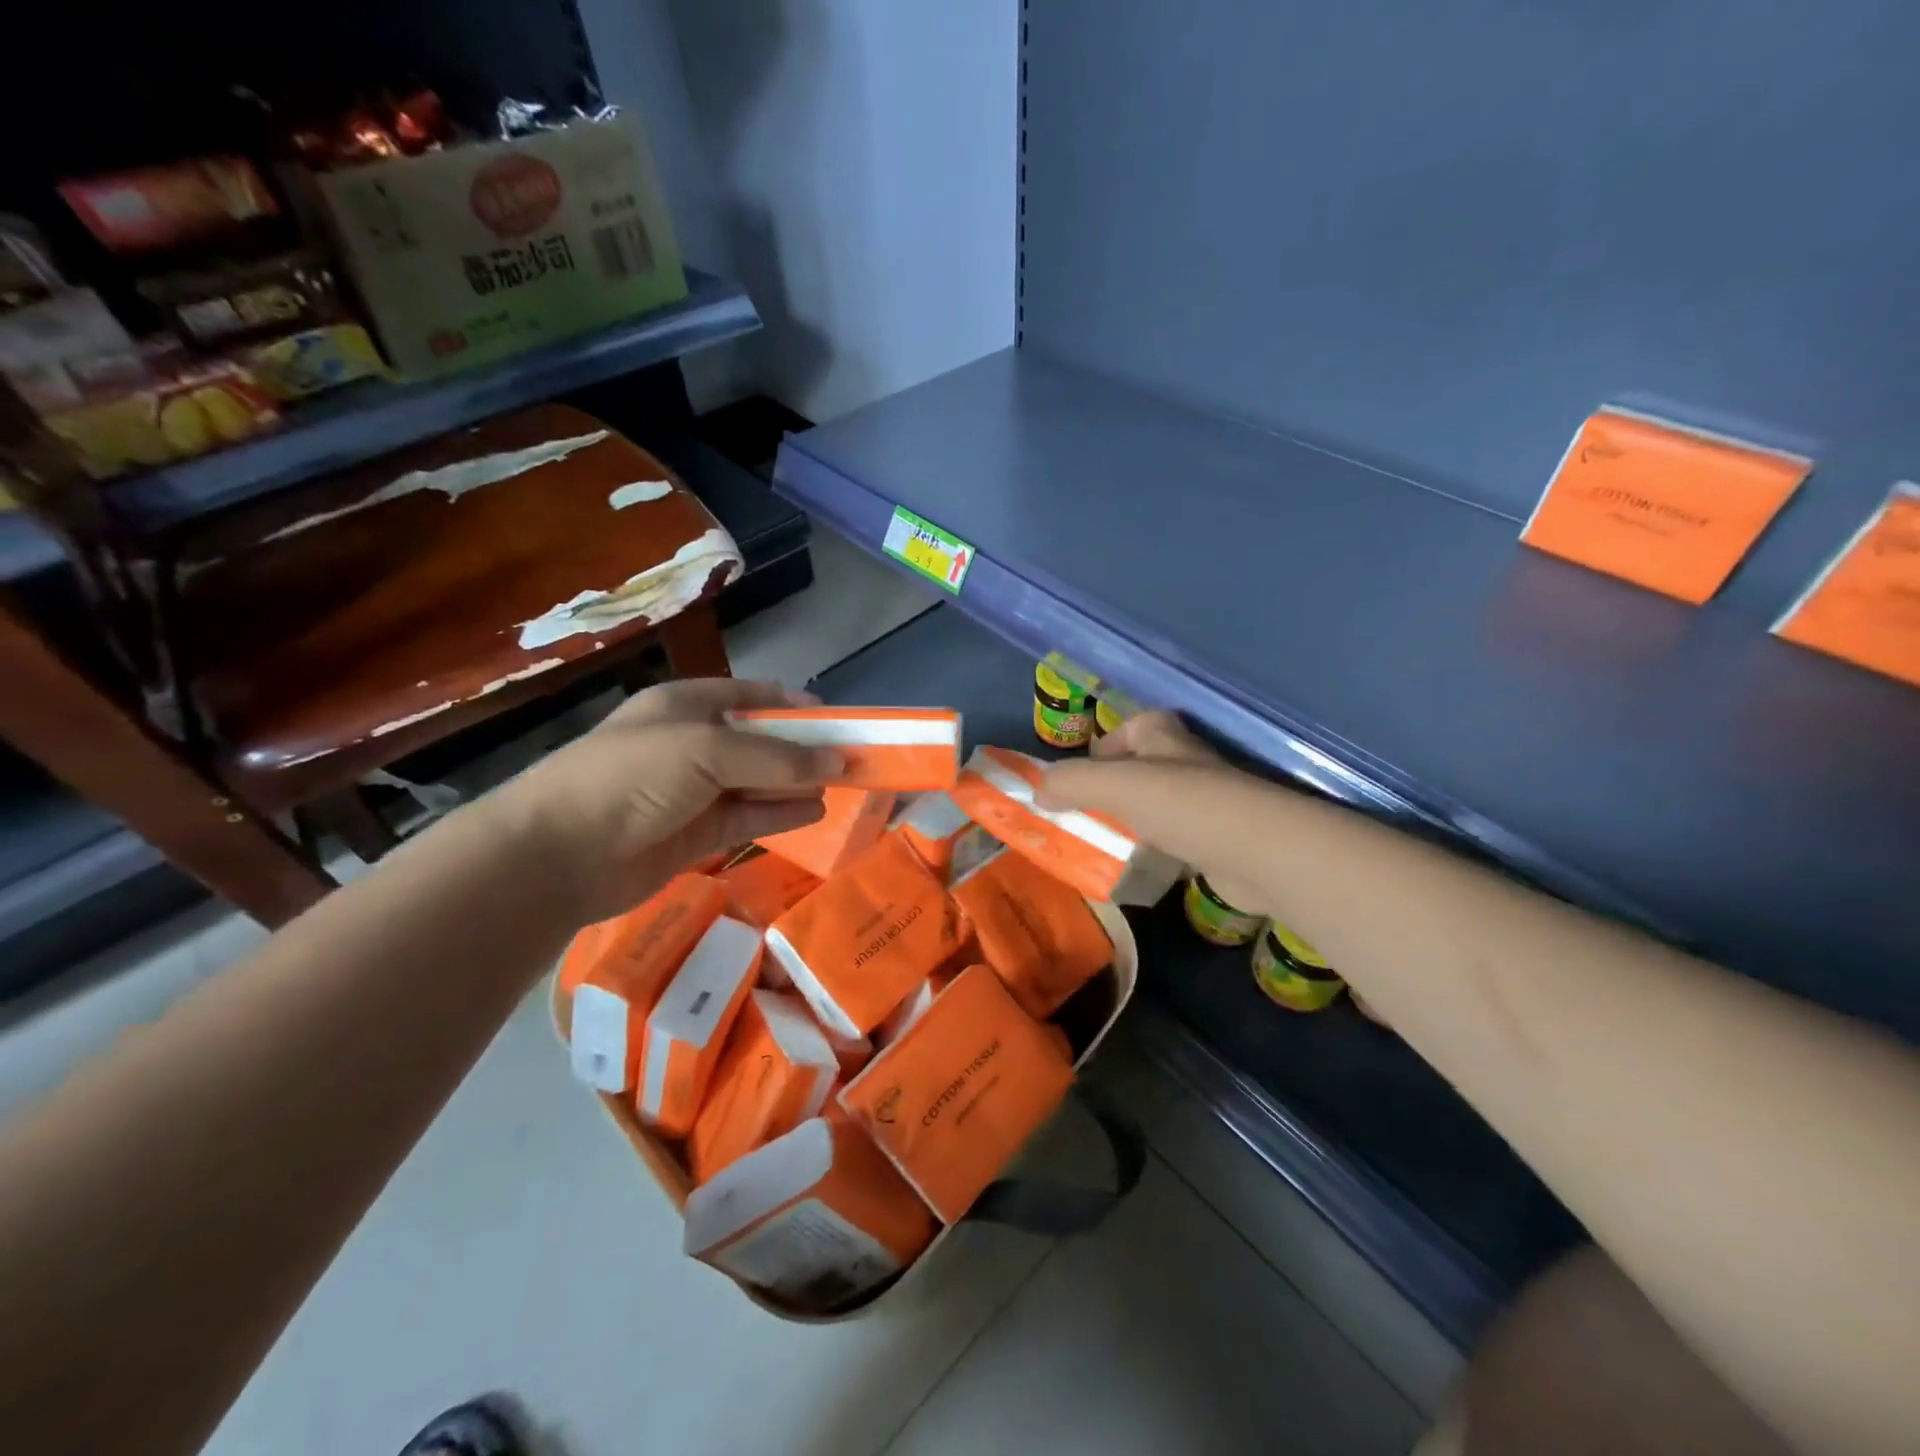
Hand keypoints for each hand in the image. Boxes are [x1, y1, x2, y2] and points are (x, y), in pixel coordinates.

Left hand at [495, 678, 840, 923]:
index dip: (793, 705)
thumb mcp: (706, 751)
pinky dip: (782, 813)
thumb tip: (838, 762)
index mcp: (687, 705)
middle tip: (852, 759)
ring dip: (798, 782)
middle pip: (760, 740)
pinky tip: (815, 812)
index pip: (751, 696)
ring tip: (844, 787)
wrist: (557, 855)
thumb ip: (776, 757)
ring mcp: (694, 791)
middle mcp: (693, 744)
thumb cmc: (630, 777)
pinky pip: (749, 817)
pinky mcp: (697, 833)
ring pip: (759, 781)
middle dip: (804, 748)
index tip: (837, 721)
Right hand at [1045, 711, 1269, 912]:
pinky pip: (1176, 841)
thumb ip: (1071, 782)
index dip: (1106, 746)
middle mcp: (1187, 763)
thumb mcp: (1115, 785)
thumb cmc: (1183, 805)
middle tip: (1085, 815)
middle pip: (1143, 768)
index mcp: (1165, 738)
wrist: (1259, 852)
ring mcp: (1207, 803)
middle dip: (1113, 790)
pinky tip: (1139, 870)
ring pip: (1158, 806)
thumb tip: (1037, 792)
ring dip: (1133, 823)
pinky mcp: (1218, 841)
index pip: (1133, 727)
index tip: (1083, 777)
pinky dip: (1156, 853)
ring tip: (1104, 845)